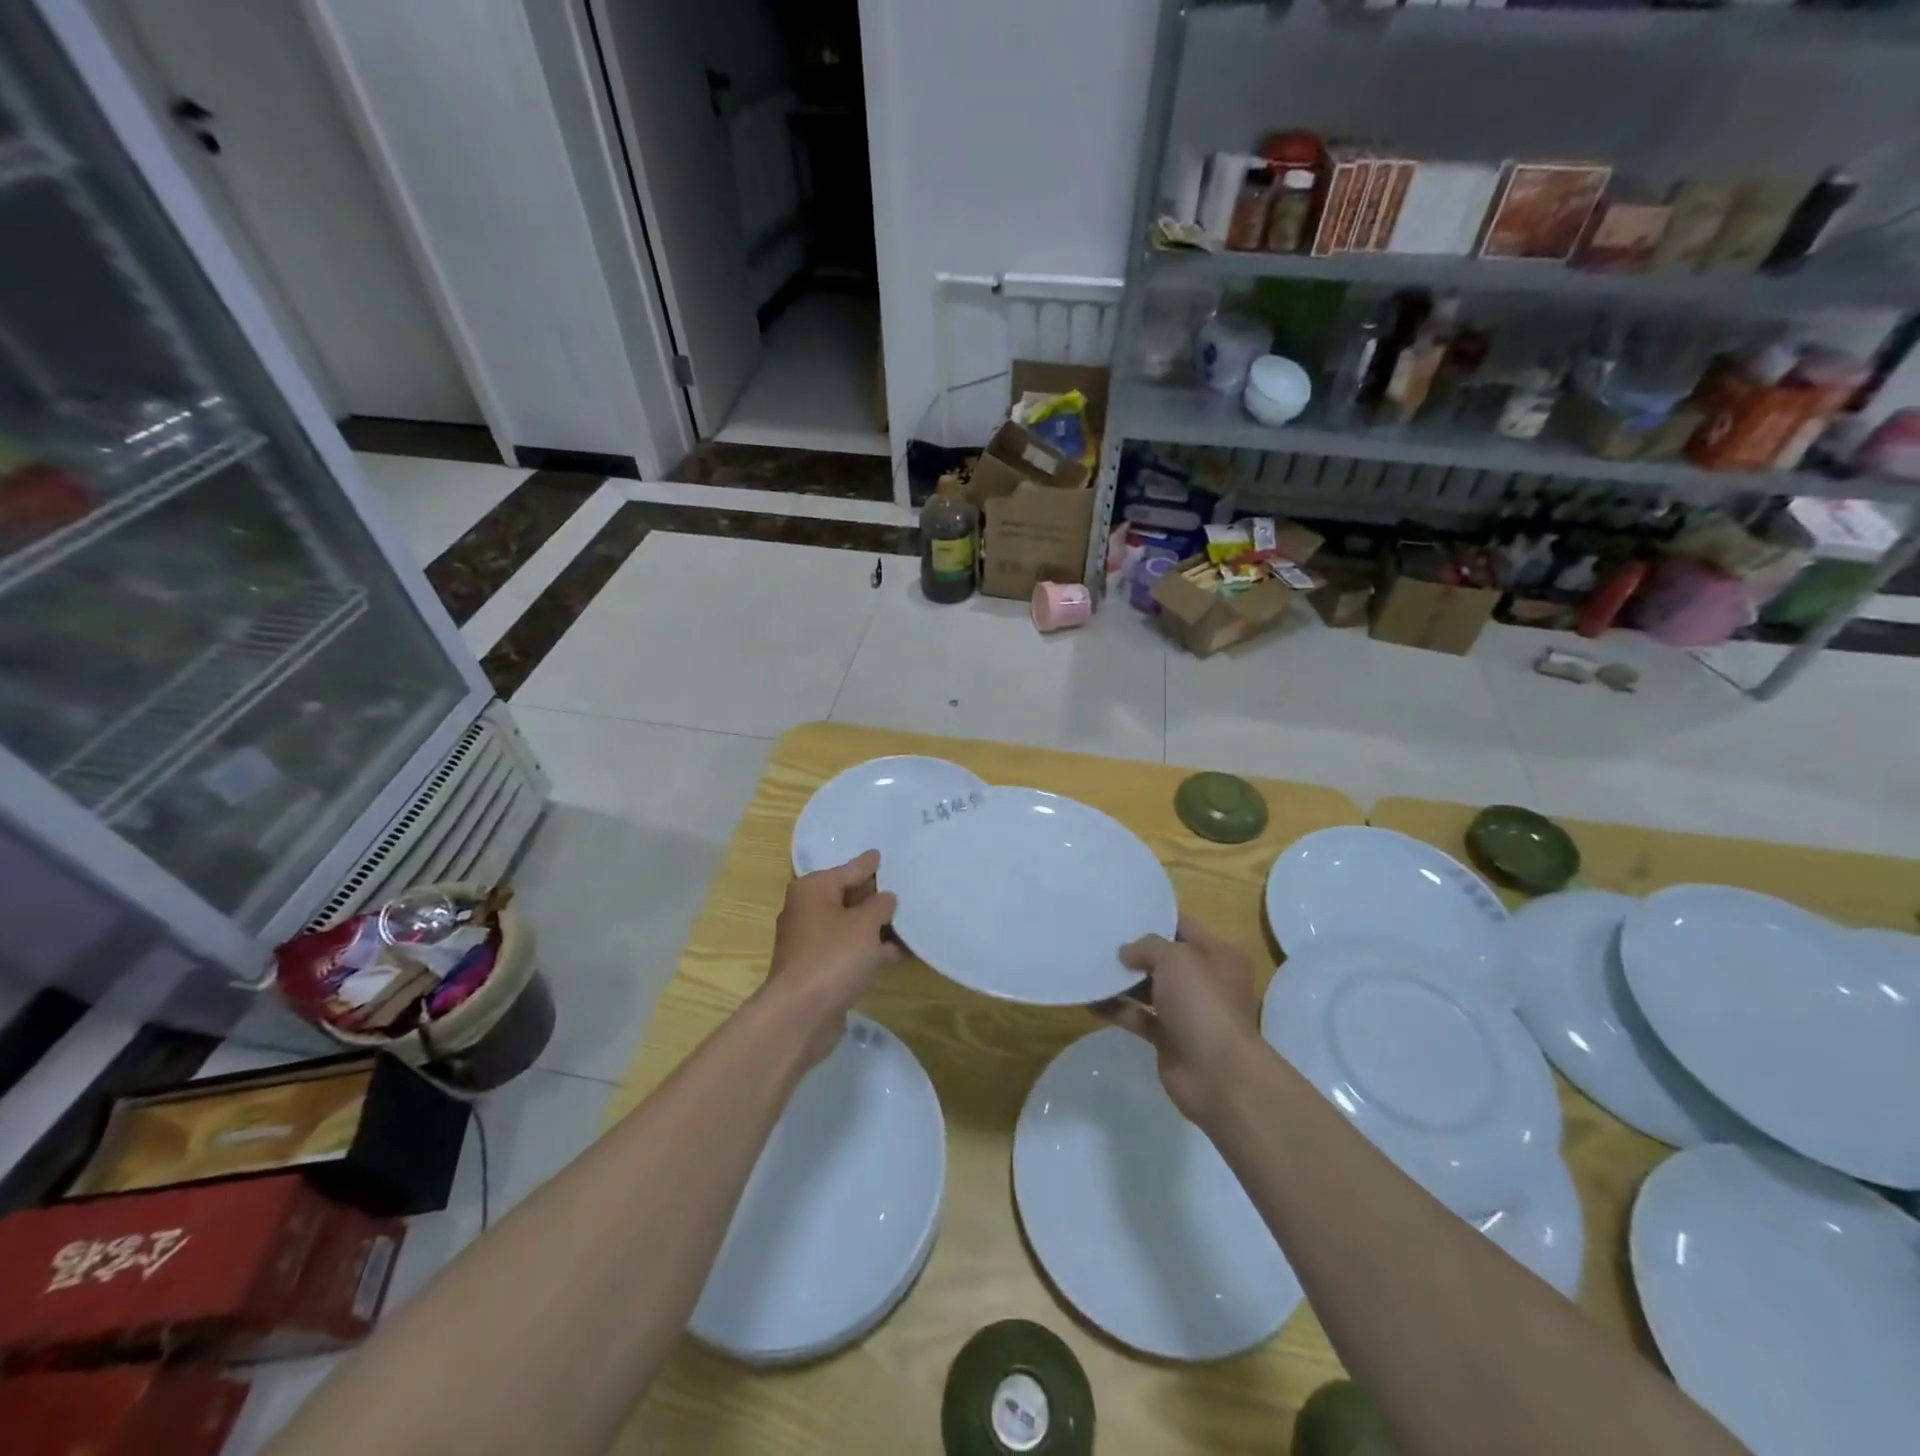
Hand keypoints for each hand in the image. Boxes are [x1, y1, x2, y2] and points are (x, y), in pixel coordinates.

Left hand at [763, 850, 900, 1067]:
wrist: (801, 1014)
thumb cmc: (832, 955)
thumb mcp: (864, 924)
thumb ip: (879, 906)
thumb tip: (886, 898)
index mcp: (813, 889)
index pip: (848, 869)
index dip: (869, 864)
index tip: (884, 854)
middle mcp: (808, 911)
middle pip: (848, 896)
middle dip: (875, 895)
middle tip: (905, 886)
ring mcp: (813, 942)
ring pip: (851, 925)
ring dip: (877, 925)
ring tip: (911, 919)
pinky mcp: (821, 969)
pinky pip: (851, 950)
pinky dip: (872, 950)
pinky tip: (901, 953)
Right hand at [1097, 915, 1263, 1124]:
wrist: (1218, 1075)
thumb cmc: (1202, 1003)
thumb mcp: (1176, 959)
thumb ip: (1147, 946)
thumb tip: (1126, 953)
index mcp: (1218, 955)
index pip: (1184, 926)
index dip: (1155, 916)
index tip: (1122, 911)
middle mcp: (1205, 980)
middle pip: (1164, 958)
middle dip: (1134, 950)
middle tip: (1099, 937)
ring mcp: (1187, 1011)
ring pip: (1149, 988)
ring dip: (1122, 980)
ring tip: (1089, 964)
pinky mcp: (1169, 1038)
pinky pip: (1138, 1016)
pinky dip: (1117, 1009)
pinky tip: (1089, 1000)